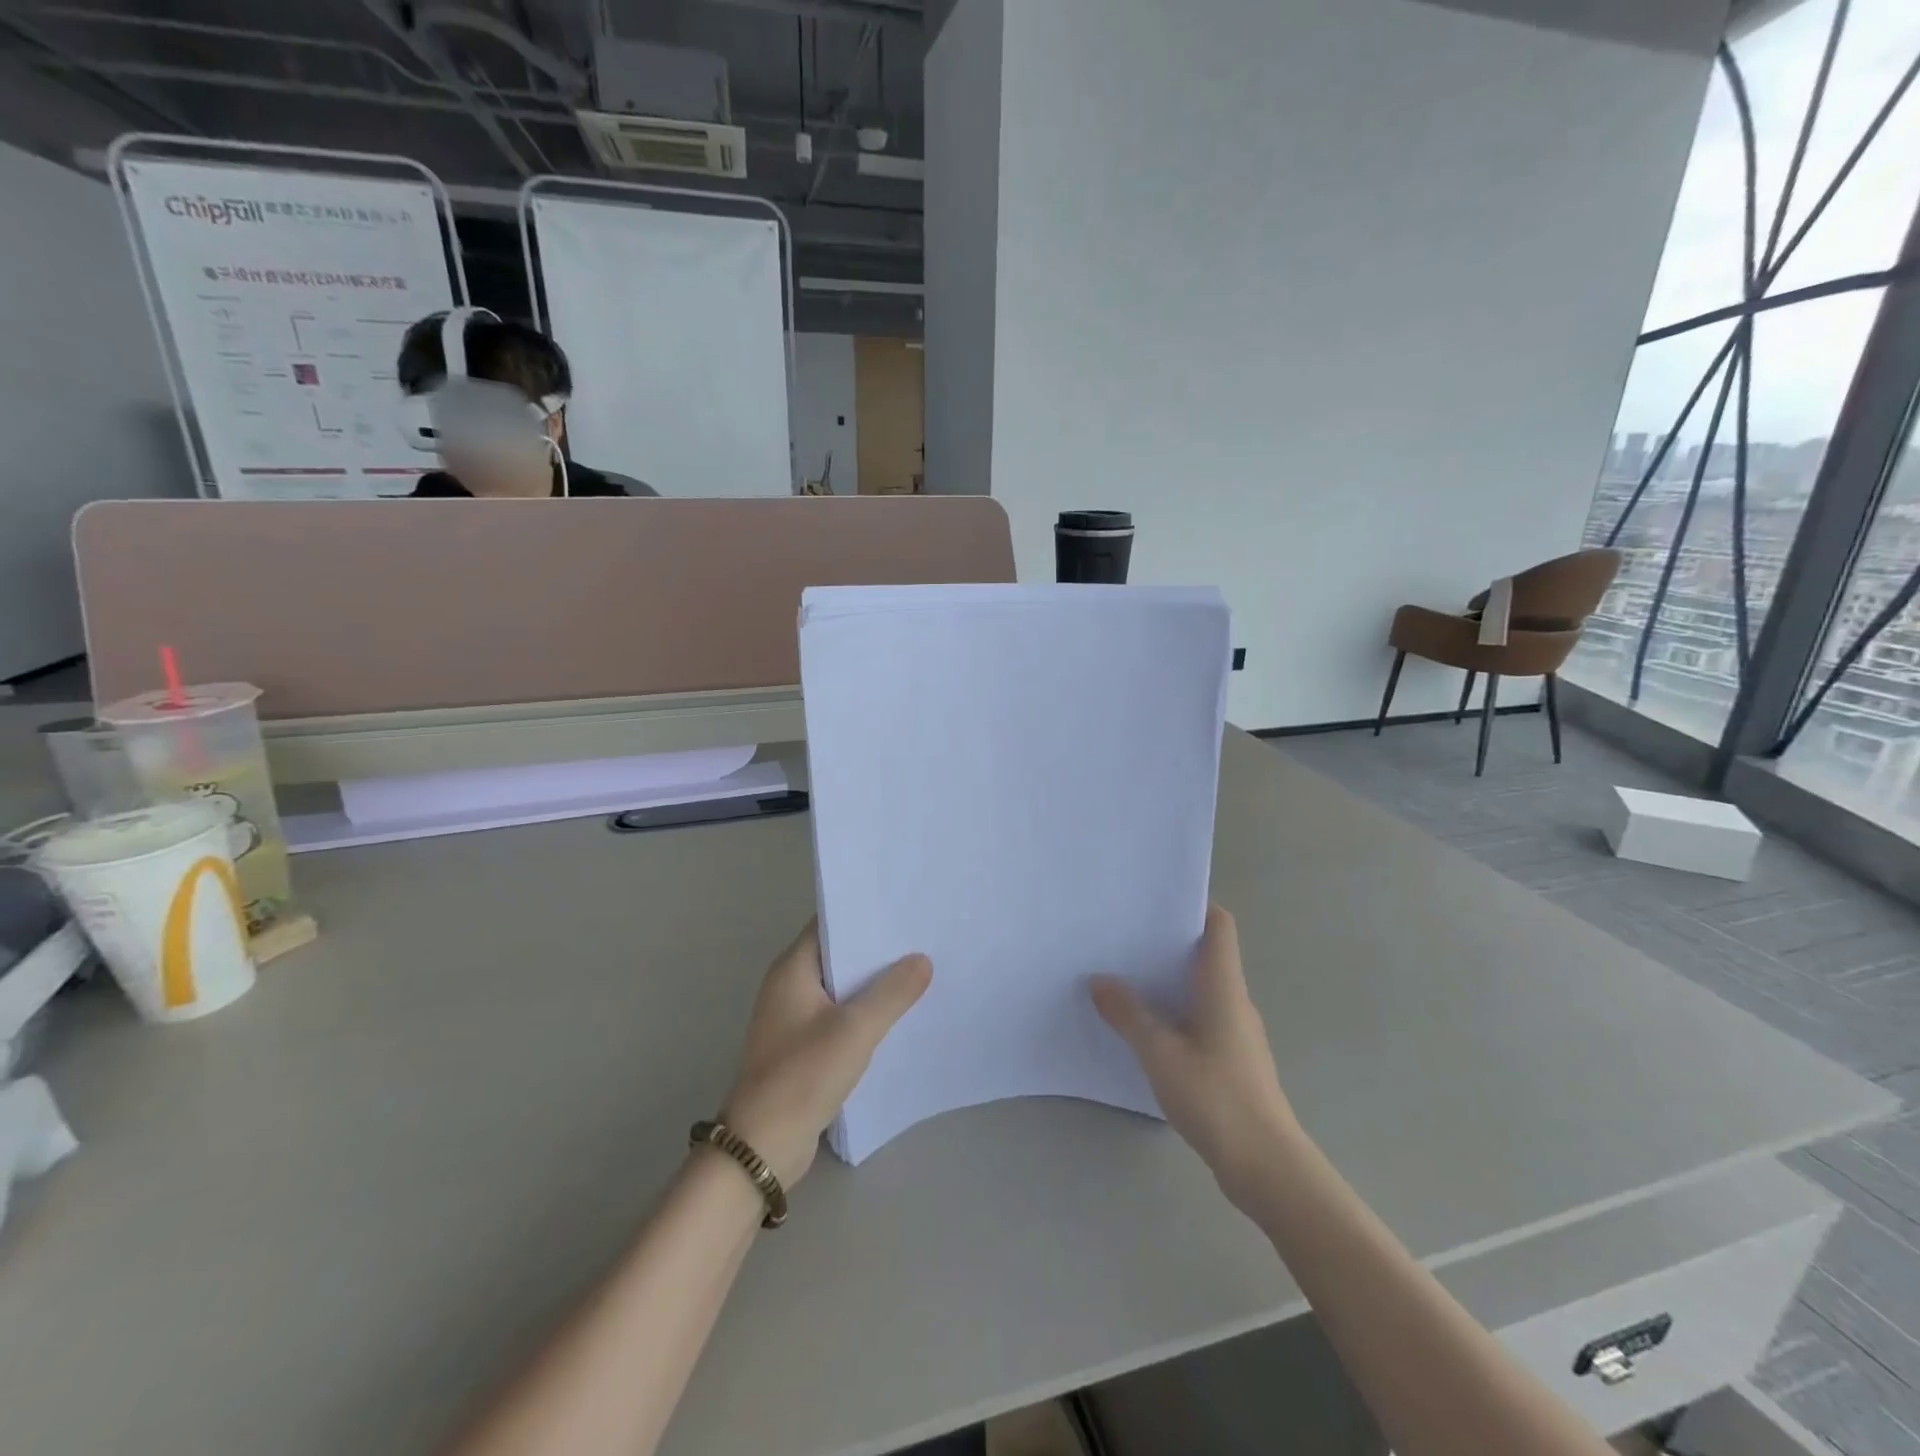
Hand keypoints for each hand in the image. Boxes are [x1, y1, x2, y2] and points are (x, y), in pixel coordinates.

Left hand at [722, 921, 931, 1188]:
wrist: (763, 1146)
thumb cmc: (804, 1075)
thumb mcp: (855, 1029)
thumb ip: (892, 992)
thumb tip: (922, 960)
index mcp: (792, 969)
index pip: (830, 924)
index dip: (864, 914)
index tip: (903, 909)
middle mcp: (789, 986)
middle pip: (838, 955)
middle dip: (876, 950)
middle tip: (922, 939)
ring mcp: (794, 1018)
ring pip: (841, 988)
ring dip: (873, 984)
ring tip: (919, 973)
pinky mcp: (803, 1047)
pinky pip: (840, 1017)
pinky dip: (865, 1013)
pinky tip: (898, 1017)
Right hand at [1091, 906, 1297, 1208]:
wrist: (1266, 1166)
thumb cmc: (1215, 1096)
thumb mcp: (1159, 1052)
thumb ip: (1128, 1014)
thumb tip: (1098, 980)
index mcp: (1223, 985)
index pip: (1219, 925)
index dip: (1193, 906)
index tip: (1154, 904)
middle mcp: (1235, 1000)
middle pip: (1206, 954)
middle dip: (1167, 944)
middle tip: (1123, 939)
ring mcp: (1238, 1032)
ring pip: (1202, 989)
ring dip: (1169, 982)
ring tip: (1126, 979)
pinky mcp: (1234, 1060)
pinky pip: (1202, 1019)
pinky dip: (1176, 1013)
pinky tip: (1147, 1030)